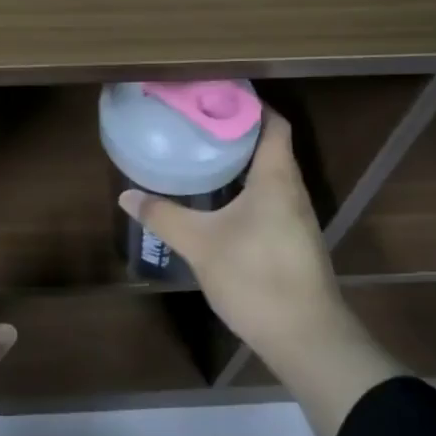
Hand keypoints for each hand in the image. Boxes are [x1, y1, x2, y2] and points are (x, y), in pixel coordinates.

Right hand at [118, 109, 403, 435]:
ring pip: (270, 176)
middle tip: (196, 123)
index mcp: (276, 178)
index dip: (249, 105)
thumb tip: (127, 195)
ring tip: (202, 155)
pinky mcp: (294, 242)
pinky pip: (270, 200)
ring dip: (241, 163)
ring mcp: (297, 219)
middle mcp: (292, 191)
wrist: (307, 339)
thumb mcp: (200, 244)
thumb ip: (163, 216)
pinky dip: (246, 190)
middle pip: (270, 146)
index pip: (273, 124)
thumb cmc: (256, 277)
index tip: (214, 96)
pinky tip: (219, 202)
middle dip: (236, 132)